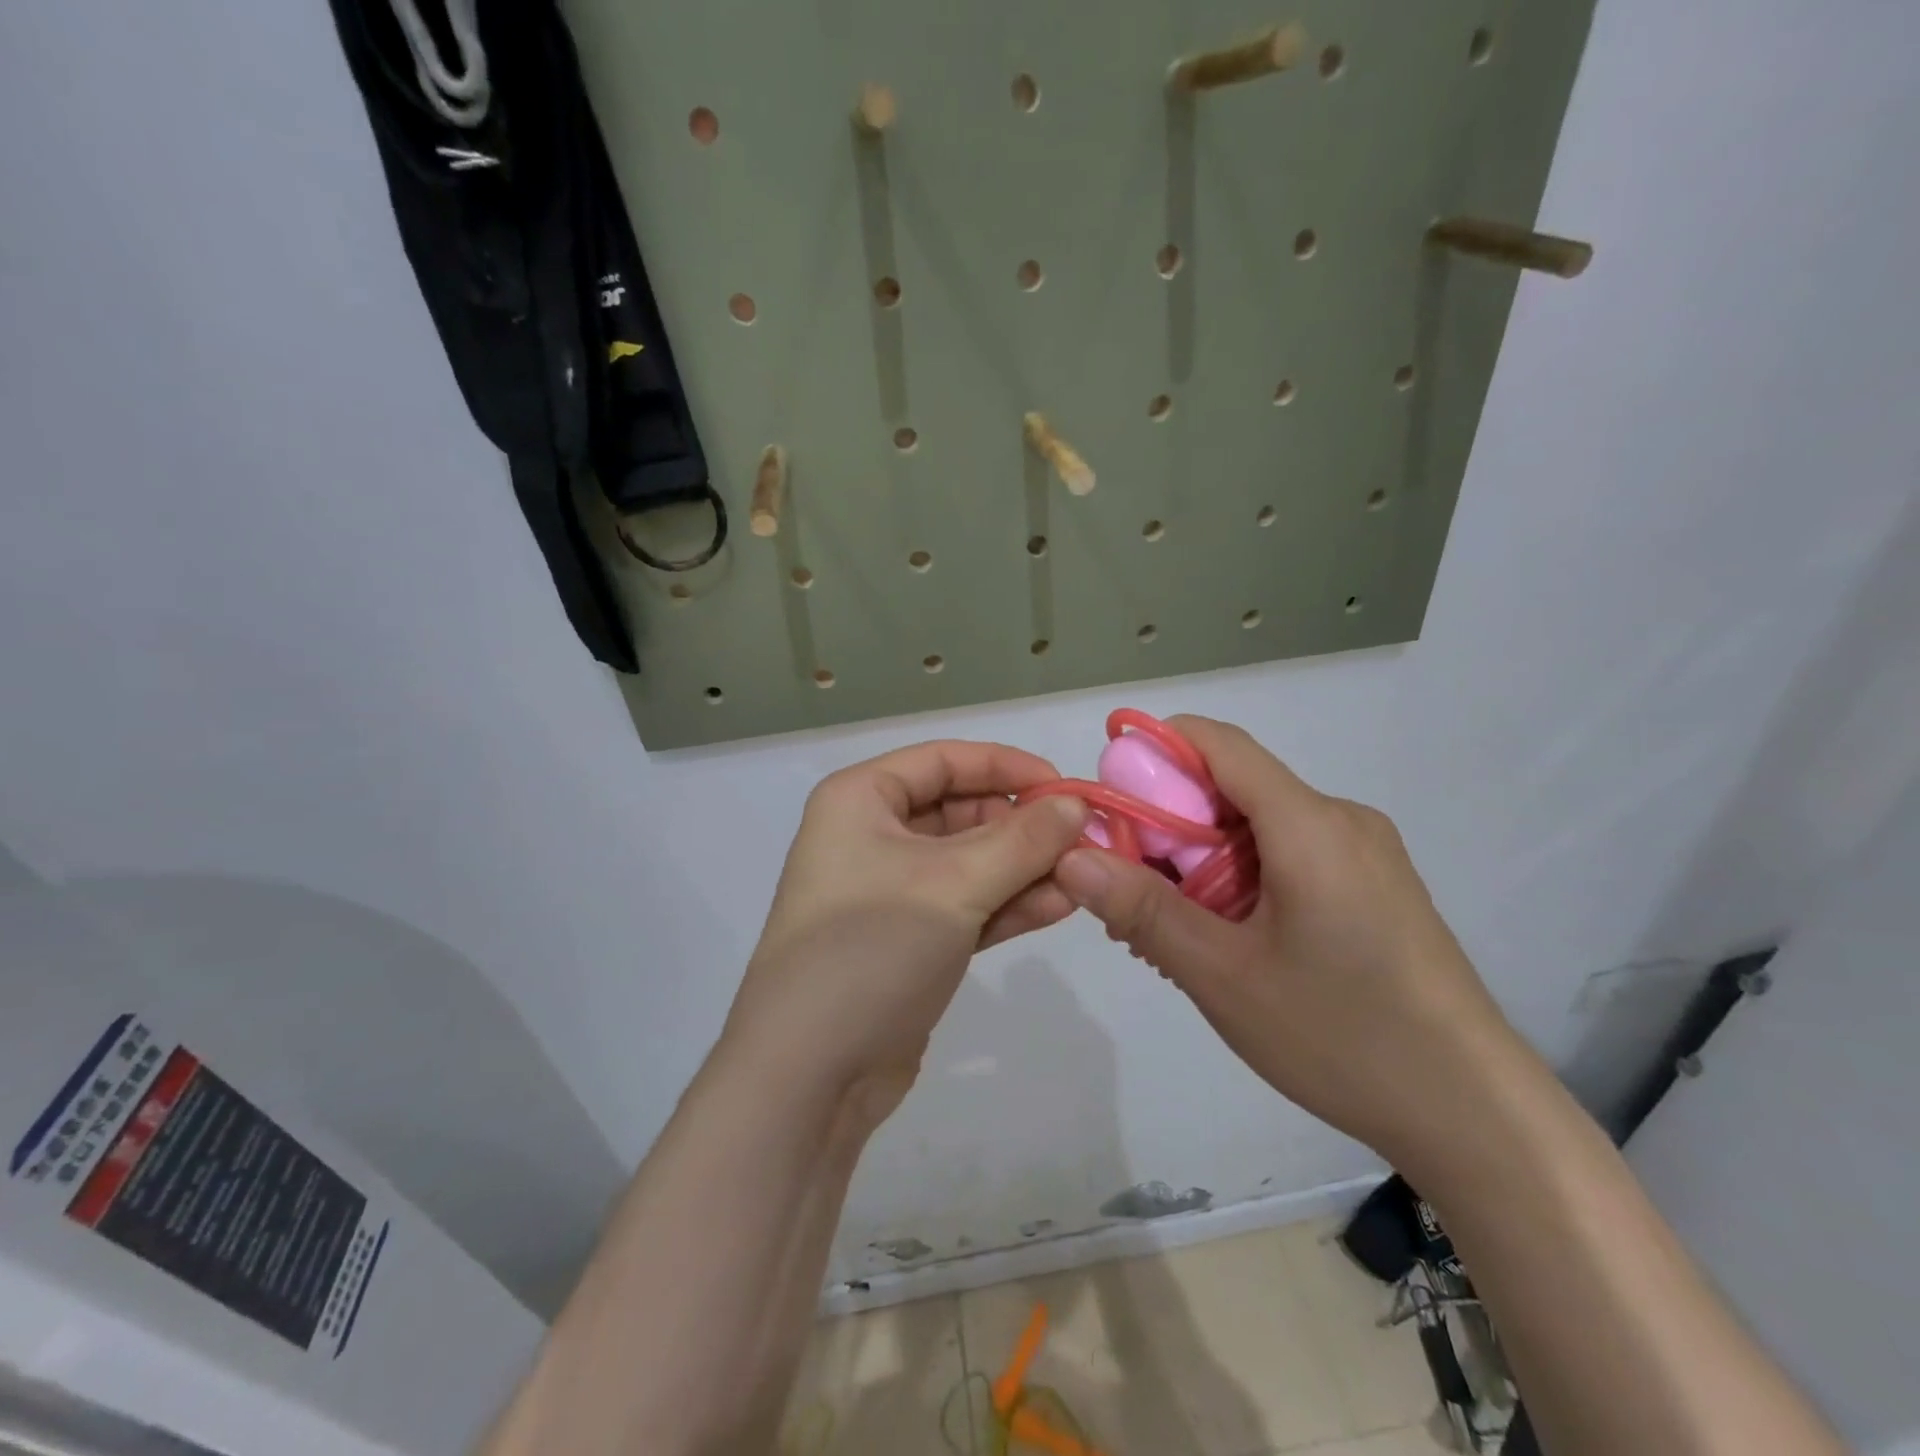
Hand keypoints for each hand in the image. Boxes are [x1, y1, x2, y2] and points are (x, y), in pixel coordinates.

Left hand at [723, 742, 1086, 1124]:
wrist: (810, 1075)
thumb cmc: (872, 947)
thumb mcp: (953, 884)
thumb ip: (1022, 840)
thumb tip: (1075, 804)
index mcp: (861, 800)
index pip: (944, 760)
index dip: (1007, 766)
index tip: (1064, 788)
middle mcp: (871, 836)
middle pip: (961, 811)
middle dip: (1021, 827)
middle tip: (1083, 843)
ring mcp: (890, 892)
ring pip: (969, 863)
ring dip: (1024, 869)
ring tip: (1083, 878)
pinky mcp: (908, 941)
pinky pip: (966, 906)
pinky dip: (1008, 905)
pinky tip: (1059, 907)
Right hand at [1053, 716, 1522, 1162]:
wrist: (1475, 1115)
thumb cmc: (1342, 1036)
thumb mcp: (1223, 975)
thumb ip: (1142, 909)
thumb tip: (1071, 858)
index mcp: (1310, 823)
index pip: (1218, 743)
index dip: (1153, 750)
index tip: (1107, 795)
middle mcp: (1340, 820)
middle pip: (1233, 789)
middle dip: (1169, 826)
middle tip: (1126, 890)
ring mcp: (1364, 854)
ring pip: (1257, 828)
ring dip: (1201, 861)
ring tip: (1171, 931)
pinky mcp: (1374, 887)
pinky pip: (1288, 856)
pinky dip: (1240, 879)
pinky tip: (1226, 940)